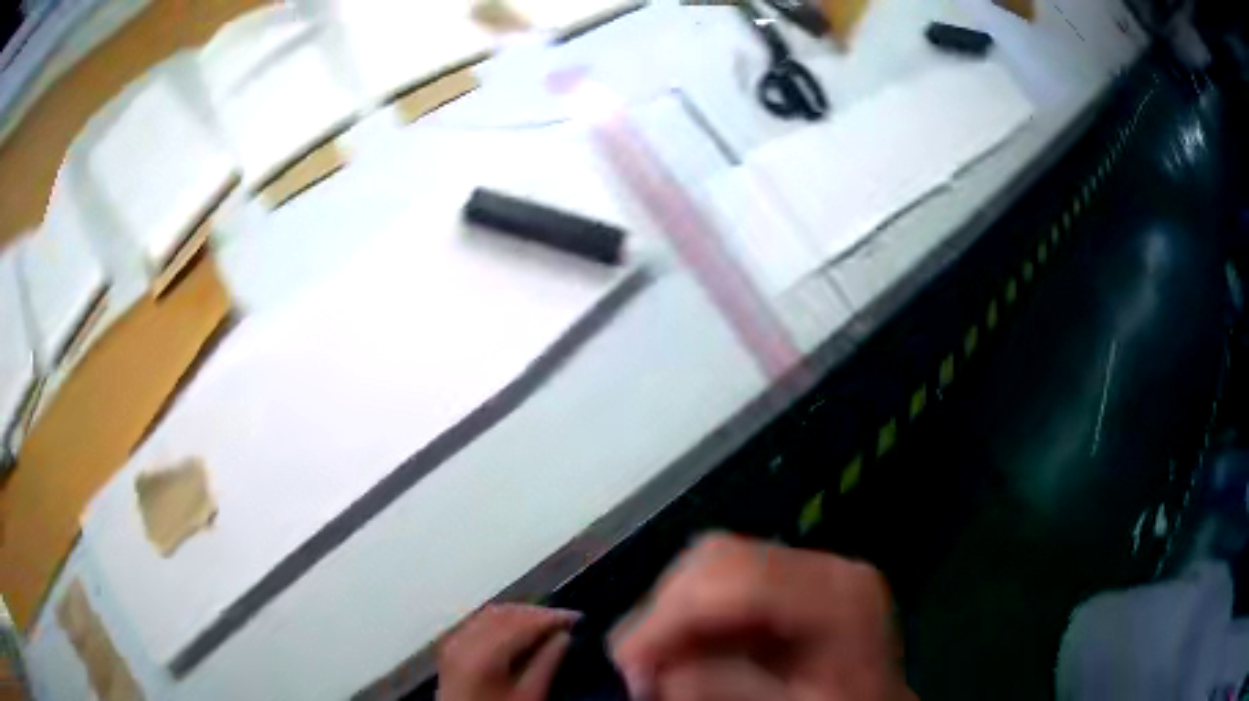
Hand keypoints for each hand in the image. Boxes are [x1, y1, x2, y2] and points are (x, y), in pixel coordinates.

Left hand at [439, 604, 578, 700]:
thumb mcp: (529, 695)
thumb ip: (546, 664)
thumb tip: (564, 636)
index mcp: (482, 654)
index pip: (521, 623)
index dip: (551, 617)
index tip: (577, 617)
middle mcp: (463, 640)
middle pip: (503, 614)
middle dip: (536, 613)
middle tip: (565, 619)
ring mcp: (454, 642)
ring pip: (490, 614)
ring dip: (520, 614)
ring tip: (547, 623)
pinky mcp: (451, 647)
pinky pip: (478, 622)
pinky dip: (501, 620)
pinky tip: (519, 628)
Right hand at [613, 535, 915, 700]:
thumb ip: (728, 688)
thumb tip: (659, 670)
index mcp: (839, 595)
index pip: (736, 578)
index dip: (669, 617)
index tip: (627, 663)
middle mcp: (827, 566)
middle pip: (719, 557)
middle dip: (663, 612)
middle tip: (639, 669)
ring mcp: (812, 568)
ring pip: (713, 562)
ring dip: (672, 612)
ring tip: (660, 663)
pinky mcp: (795, 580)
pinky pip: (724, 579)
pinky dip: (692, 615)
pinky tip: (688, 651)